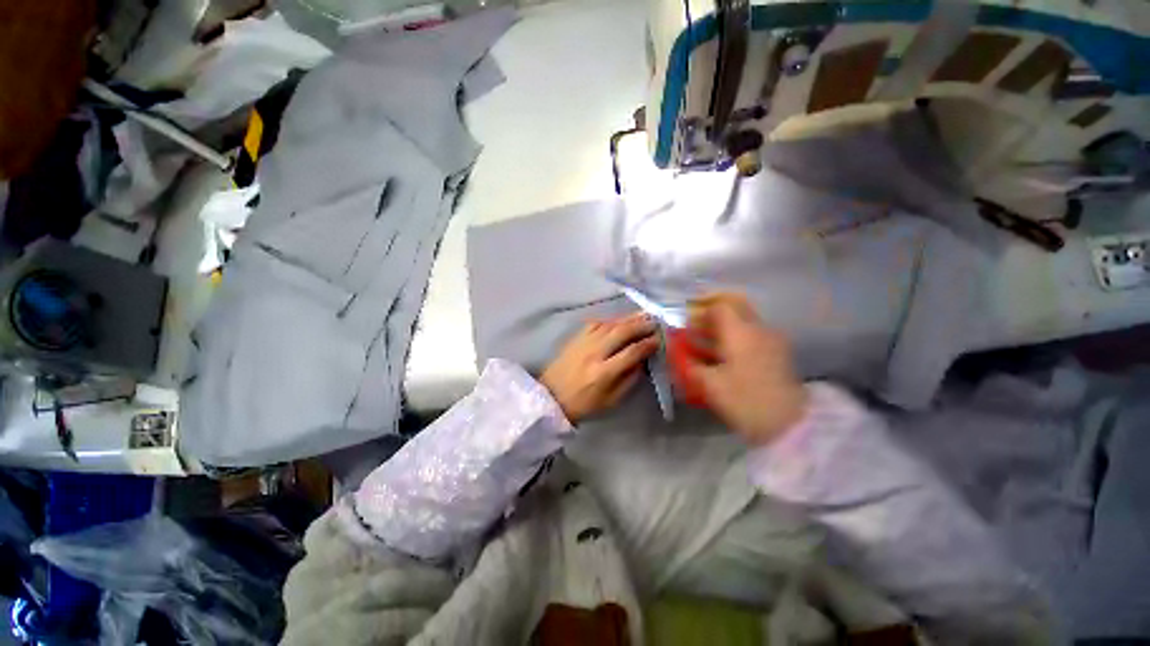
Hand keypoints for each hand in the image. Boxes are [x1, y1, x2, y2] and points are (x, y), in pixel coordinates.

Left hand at [541, 313, 659, 423]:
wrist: (551, 397)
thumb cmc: (584, 404)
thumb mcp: (611, 401)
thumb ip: (629, 380)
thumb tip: (643, 360)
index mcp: (603, 372)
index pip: (631, 352)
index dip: (647, 344)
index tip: (659, 340)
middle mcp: (594, 353)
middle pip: (621, 332)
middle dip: (641, 325)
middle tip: (655, 321)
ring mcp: (583, 342)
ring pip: (609, 324)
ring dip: (628, 318)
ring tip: (643, 315)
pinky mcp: (576, 337)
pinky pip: (596, 323)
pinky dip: (610, 319)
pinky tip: (619, 320)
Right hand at [683, 293, 807, 445]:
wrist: (788, 424)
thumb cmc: (744, 400)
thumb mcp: (709, 384)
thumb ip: (689, 364)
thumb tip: (676, 352)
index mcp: (740, 332)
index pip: (719, 306)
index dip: (700, 309)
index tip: (686, 320)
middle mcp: (758, 329)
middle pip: (736, 304)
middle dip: (714, 307)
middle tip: (697, 319)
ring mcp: (771, 339)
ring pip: (745, 318)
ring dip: (724, 322)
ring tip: (706, 339)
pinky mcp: (778, 352)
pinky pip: (753, 332)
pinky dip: (736, 334)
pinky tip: (724, 353)